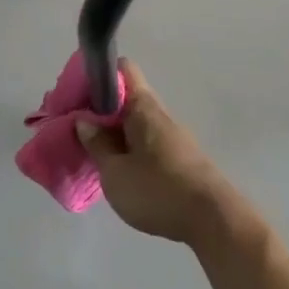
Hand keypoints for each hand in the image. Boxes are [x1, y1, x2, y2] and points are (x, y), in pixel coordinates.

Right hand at [75, 62, 242, 245]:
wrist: (212, 219)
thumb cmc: (157, 190)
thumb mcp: (115, 172)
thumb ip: (97, 144)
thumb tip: (84, 120)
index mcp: (144, 107)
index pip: (123, 70)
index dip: (99, 76)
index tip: (76, 94)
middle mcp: (160, 114)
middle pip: (127, 98)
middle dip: (100, 110)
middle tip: (75, 130)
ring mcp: (172, 136)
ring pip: (136, 123)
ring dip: (114, 132)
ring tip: (91, 153)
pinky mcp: (179, 158)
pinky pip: (146, 142)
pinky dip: (129, 148)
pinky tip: (117, 171)